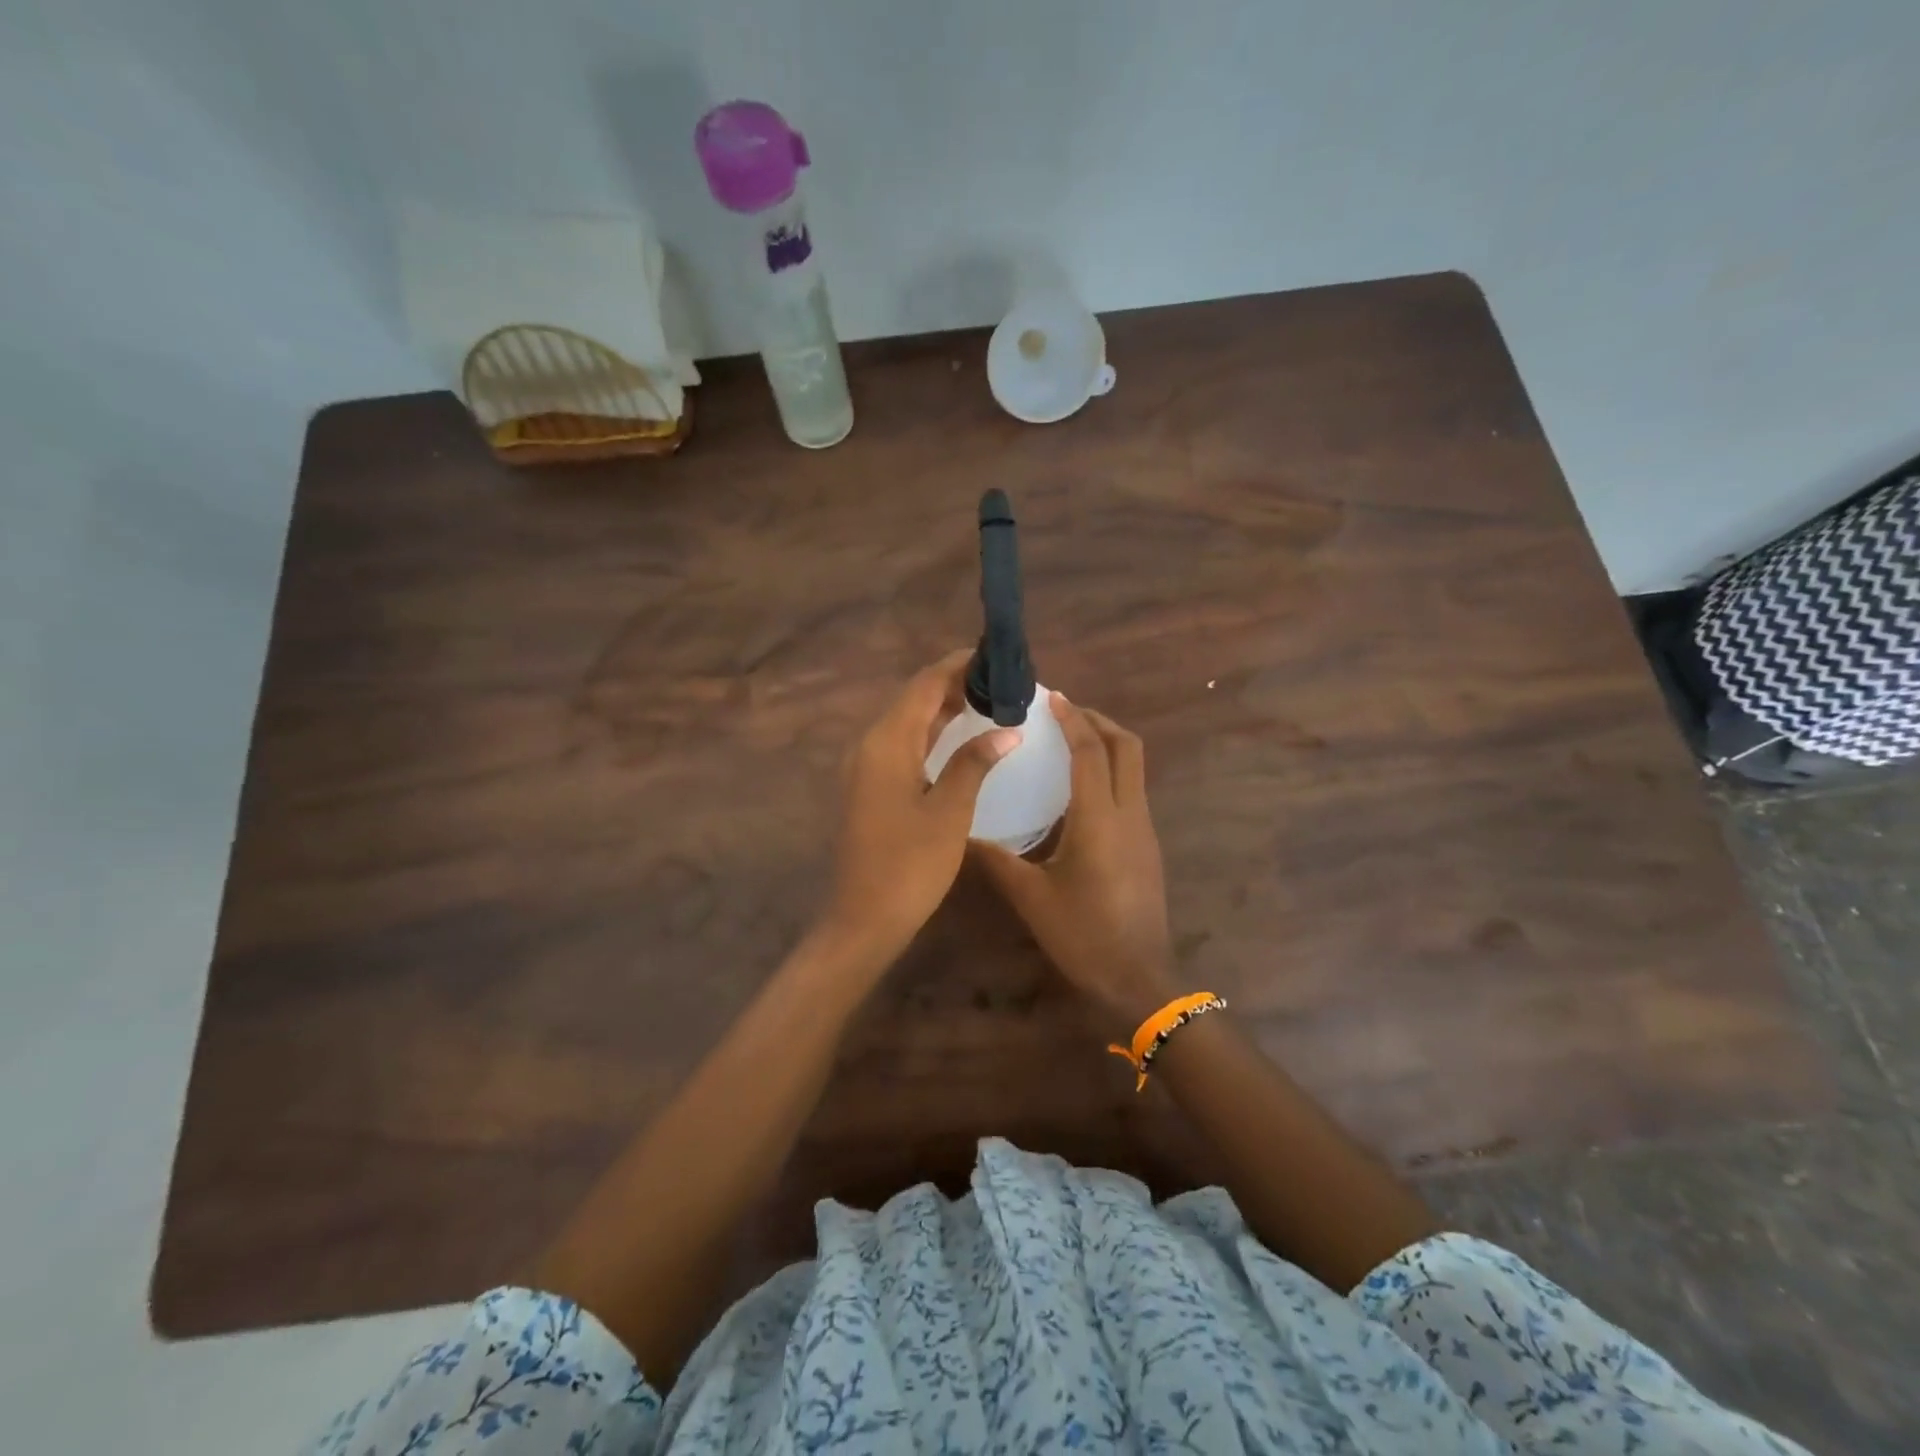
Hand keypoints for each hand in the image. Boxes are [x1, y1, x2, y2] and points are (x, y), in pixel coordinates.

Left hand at [821, 649, 1020, 963]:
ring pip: (908, 722)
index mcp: (887, 742)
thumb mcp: (949, 812)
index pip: (925, 685)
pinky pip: (903, 744)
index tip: (996, 656)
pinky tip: (959, 737)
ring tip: (988, 699)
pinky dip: (932, 734)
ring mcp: (866, 766)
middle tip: (1000, 680)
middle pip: (914, 698)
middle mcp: (870, 745)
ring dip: (943, 708)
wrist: (864, 918)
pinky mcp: (870, 786)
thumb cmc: (910, 865)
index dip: (958, 665)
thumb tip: (1006, 730)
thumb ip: (974, 763)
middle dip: (954, 683)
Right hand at [974, 695, 1176, 1033]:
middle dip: (1099, 721)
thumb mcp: (1031, 897)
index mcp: (1099, 818)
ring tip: (1069, 742)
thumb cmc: (1083, 934)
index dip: (1073, 719)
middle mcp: (1129, 813)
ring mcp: (1144, 829)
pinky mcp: (1147, 845)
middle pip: (1127, 747)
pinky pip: (1132, 790)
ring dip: (1107, 745)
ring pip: (1135, 768)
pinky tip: (1080, 790)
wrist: (1138, 978)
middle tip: (1064, 714)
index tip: (1052, 698)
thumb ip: (996, 860)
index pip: (1091, 751)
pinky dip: (1111, 772)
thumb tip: (960, 834)